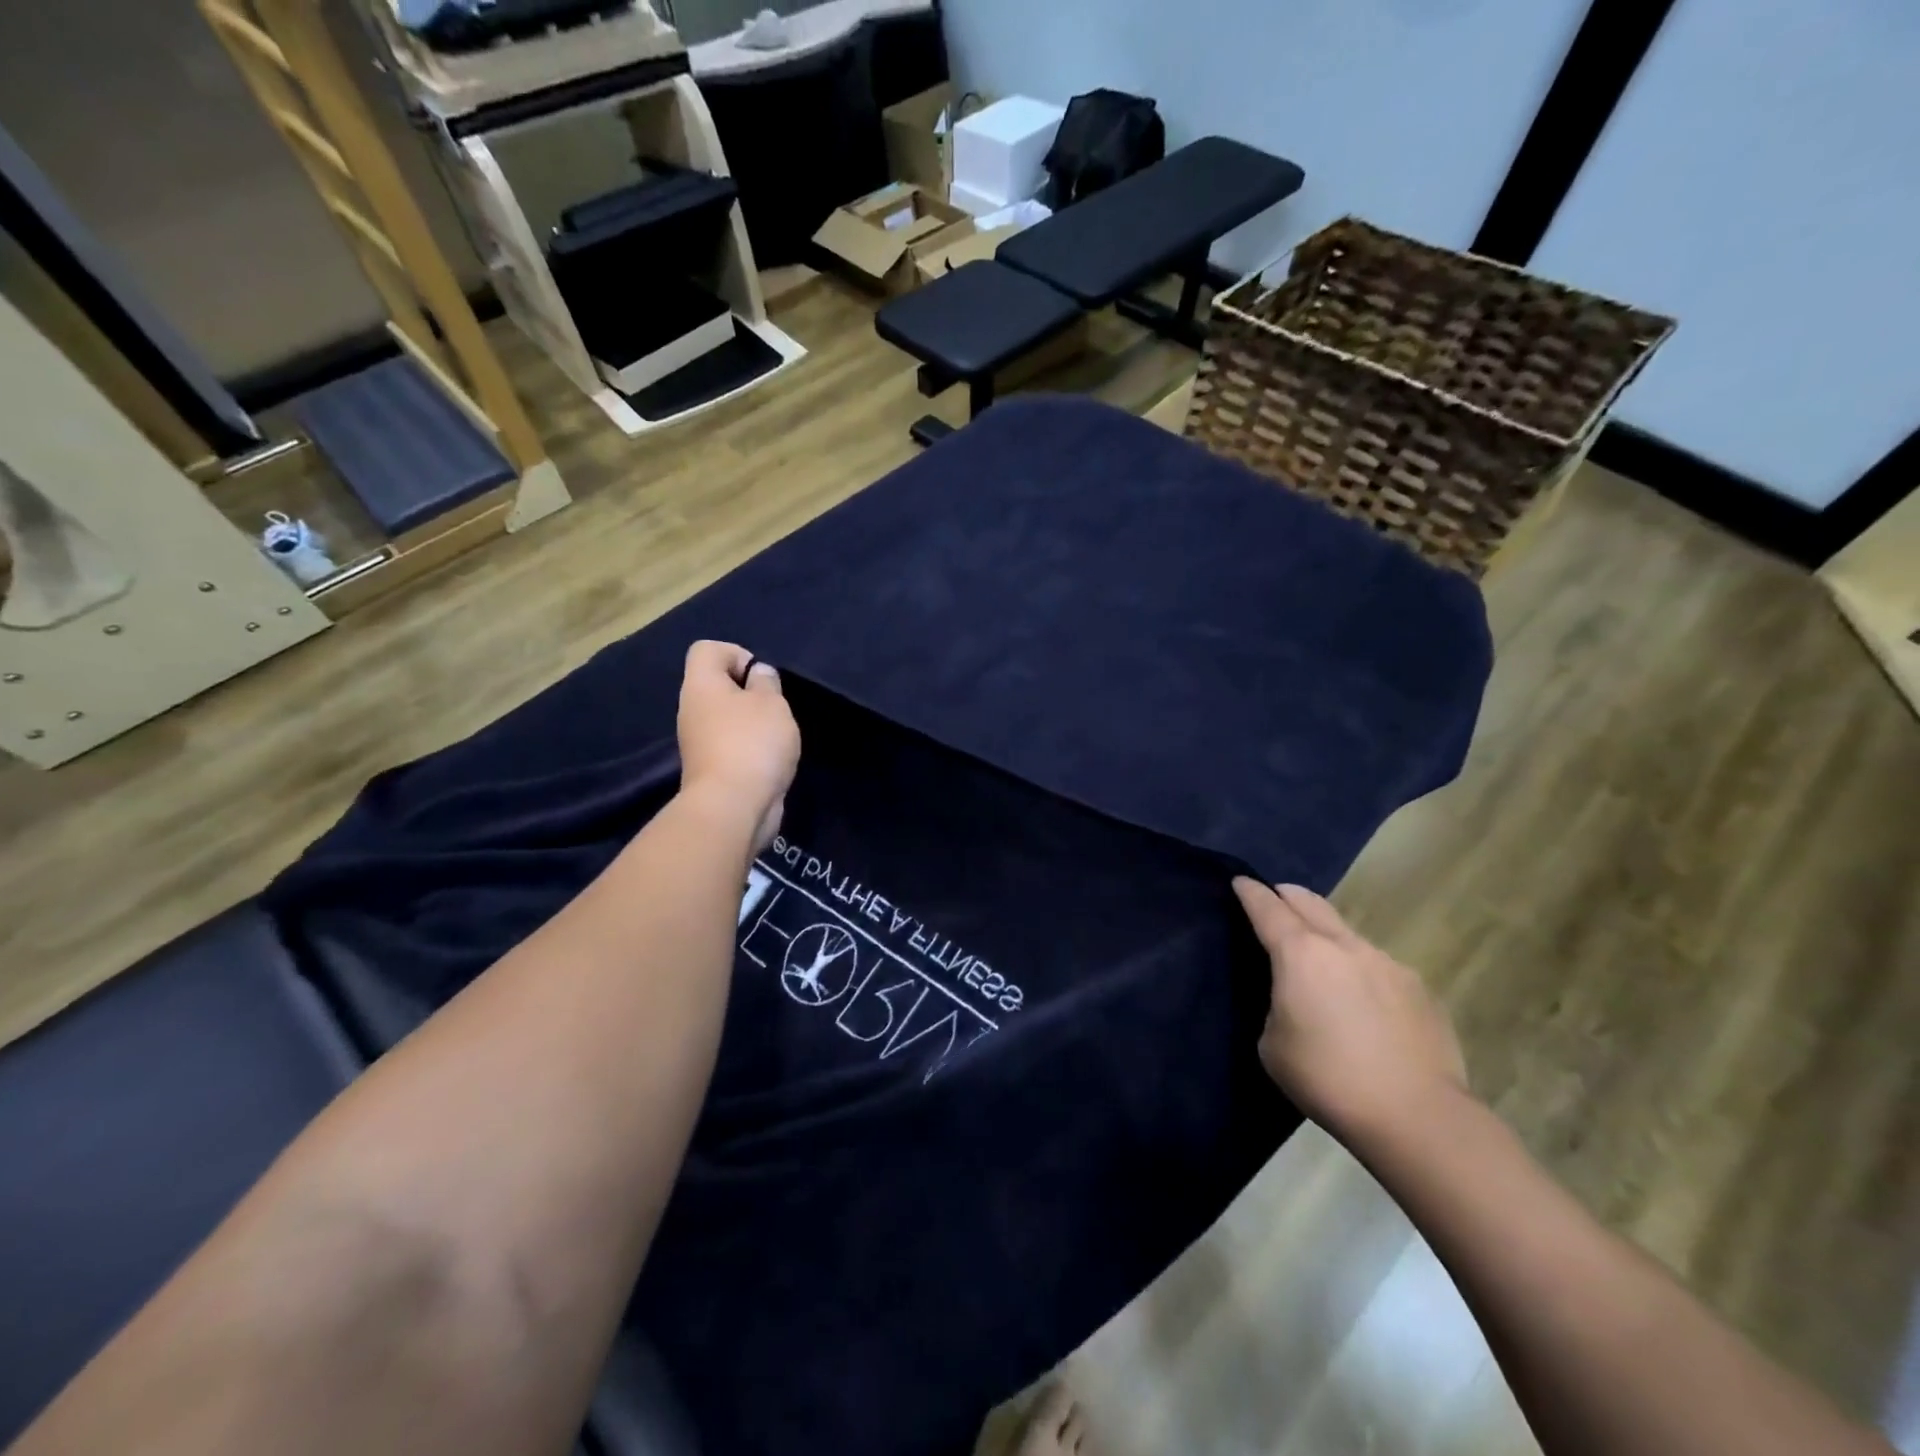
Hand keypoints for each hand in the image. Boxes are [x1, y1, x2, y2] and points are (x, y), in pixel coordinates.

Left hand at [676, 641, 800, 851]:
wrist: (733, 807)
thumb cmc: (752, 743)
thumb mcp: (771, 703)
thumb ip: (766, 682)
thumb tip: (757, 674)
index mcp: (701, 685)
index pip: (707, 649)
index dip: (737, 654)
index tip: (761, 678)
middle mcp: (692, 710)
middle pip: (717, 685)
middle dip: (750, 693)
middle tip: (774, 708)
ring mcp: (699, 742)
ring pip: (726, 718)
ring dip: (753, 723)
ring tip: (777, 737)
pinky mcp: (711, 769)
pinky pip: (731, 745)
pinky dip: (751, 749)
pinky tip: (770, 761)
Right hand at [1233, 878, 1468, 1143]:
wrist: (1418, 1117)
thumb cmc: (1328, 1079)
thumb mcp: (1273, 1043)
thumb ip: (1278, 1005)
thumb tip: (1297, 999)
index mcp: (1301, 954)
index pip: (1267, 908)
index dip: (1250, 892)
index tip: (1240, 881)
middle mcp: (1345, 946)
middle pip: (1310, 903)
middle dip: (1288, 896)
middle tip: (1275, 899)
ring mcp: (1387, 963)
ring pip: (1347, 934)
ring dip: (1327, 936)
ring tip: (1321, 962)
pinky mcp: (1420, 989)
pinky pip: (1378, 967)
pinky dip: (1360, 971)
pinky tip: (1363, 1004)